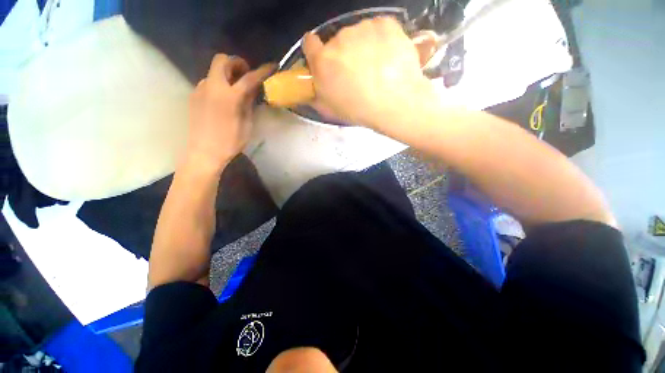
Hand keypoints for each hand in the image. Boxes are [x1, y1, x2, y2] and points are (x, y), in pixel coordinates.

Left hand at [186, 54, 273, 173]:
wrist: (204, 152)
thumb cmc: (230, 142)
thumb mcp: (246, 124)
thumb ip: (249, 103)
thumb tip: (253, 90)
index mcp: (229, 97)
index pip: (249, 78)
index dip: (262, 71)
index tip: (271, 66)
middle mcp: (212, 87)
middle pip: (222, 60)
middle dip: (237, 63)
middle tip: (246, 75)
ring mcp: (200, 90)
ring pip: (214, 71)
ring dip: (227, 74)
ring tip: (236, 90)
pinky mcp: (194, 96)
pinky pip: (208, 82)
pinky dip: (219, 84)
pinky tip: (224, 99)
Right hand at [303, 17, 434, 128]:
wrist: (394, 102)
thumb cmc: (360, 110)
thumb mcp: (331, 110)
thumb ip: (317, 95)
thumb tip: (314, 89)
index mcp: (322, 62)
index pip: (309, 44)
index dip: (315, 51)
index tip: (323, 58)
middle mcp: (338, 39)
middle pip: (337, 42)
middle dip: (343, 55)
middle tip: (357, 74)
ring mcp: (362, 29)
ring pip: (359, 35)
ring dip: (363, 47)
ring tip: (377, 69)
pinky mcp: (384, 24)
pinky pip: (378, 29)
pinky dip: (381, 41)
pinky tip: (388, 58)